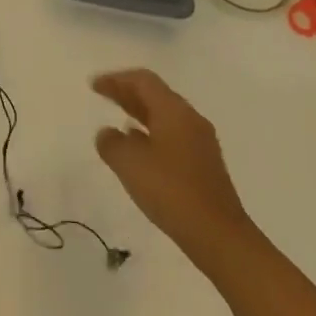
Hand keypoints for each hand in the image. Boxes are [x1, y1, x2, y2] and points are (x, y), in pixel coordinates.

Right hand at [93, 68, 251, 265]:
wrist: (220, 237)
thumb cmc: (172, 192)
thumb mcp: (130, 164)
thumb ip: (112, 143)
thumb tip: (107, 133)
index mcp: (174, 110)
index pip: (142, 81)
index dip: (116, 79)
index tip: (94, 85)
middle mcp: (190, 119)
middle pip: (155, 95)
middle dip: (127, 93)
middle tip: (103, 95)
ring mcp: (201, 142)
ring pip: (165, 116)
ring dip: (140, 114)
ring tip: (119, 120)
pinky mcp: (205, 165)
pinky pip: (173, 135)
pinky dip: (152, 133)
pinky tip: (141, 150)